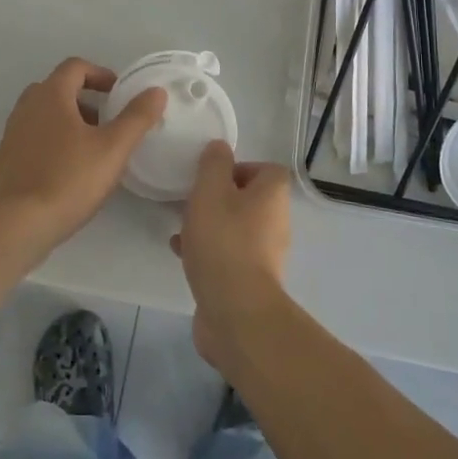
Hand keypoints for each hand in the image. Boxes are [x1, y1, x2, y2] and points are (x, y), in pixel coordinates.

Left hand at [0, 58, 164, 245]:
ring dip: (67, 120)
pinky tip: (67, 169)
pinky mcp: (5, 160)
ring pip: (43, 114)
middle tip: (106, 120)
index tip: (118, 93)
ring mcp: (12, 134)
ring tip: (90, 147)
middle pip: (57, 88)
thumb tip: (156, 91)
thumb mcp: (113, 148)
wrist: (19, 225)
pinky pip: (32, 137)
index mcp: (50, 96)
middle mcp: (26, 107)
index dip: (100, 74)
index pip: (75, 67)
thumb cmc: (69, 179)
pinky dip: (51, 140)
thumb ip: (137, 117)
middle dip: (84, 98)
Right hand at [172, 141, 291, 369]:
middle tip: (192, 200)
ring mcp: (265, 254)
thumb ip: (213, 164)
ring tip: (181, 226)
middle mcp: (276, 222)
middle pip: (249, 199)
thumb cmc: (223, 241)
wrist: (235, 310)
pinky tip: (181, 252)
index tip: (211, 176)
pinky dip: (207, 250)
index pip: (266, 169)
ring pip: (235, 227)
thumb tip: (220, 147)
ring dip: (210, 224)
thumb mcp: (210, 191)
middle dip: (218, 197)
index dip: (239, 167)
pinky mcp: (250, 280)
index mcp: (272, 196)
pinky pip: (228, 254)